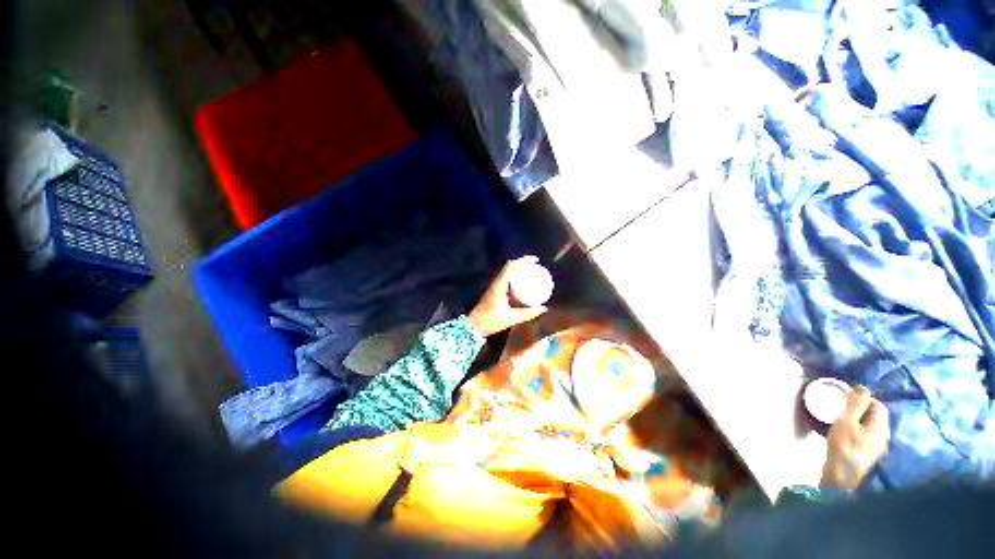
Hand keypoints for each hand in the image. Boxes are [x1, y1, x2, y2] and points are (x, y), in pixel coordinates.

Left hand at [467, 256, 550, 336]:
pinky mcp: (493, 290)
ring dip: (518, 268)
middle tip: (536, 266)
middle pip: (509, 266)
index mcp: (499, 285)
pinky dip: (514, 276)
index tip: (536, 261)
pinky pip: (505, 278)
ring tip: (531, 272)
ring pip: (506, 271)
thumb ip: (528, 313)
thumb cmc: (491, 322)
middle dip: (523, 263)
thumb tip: (544, 308)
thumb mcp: (512, 318)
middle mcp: (496, 282)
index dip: (524, 260)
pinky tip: (522, 283)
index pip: (511, 266)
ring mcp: (494, 286)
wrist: (473, 326)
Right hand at [820, 386, 890, 490]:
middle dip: (860, 410)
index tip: (847, 399)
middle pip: (875, 416)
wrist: (840, 478)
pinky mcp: (867, 455)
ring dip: (857, 421)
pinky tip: (844, 435)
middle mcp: (883, 436)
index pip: (879, 406)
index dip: (864, 399)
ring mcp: (876, 448)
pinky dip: (856, 431)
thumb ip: (855, 404)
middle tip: (841, 409)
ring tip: (841, 421)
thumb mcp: (846, 422)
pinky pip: (865, 436)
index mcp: (881, 428)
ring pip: (870, 427)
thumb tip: (863, 387)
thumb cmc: (843, 447)